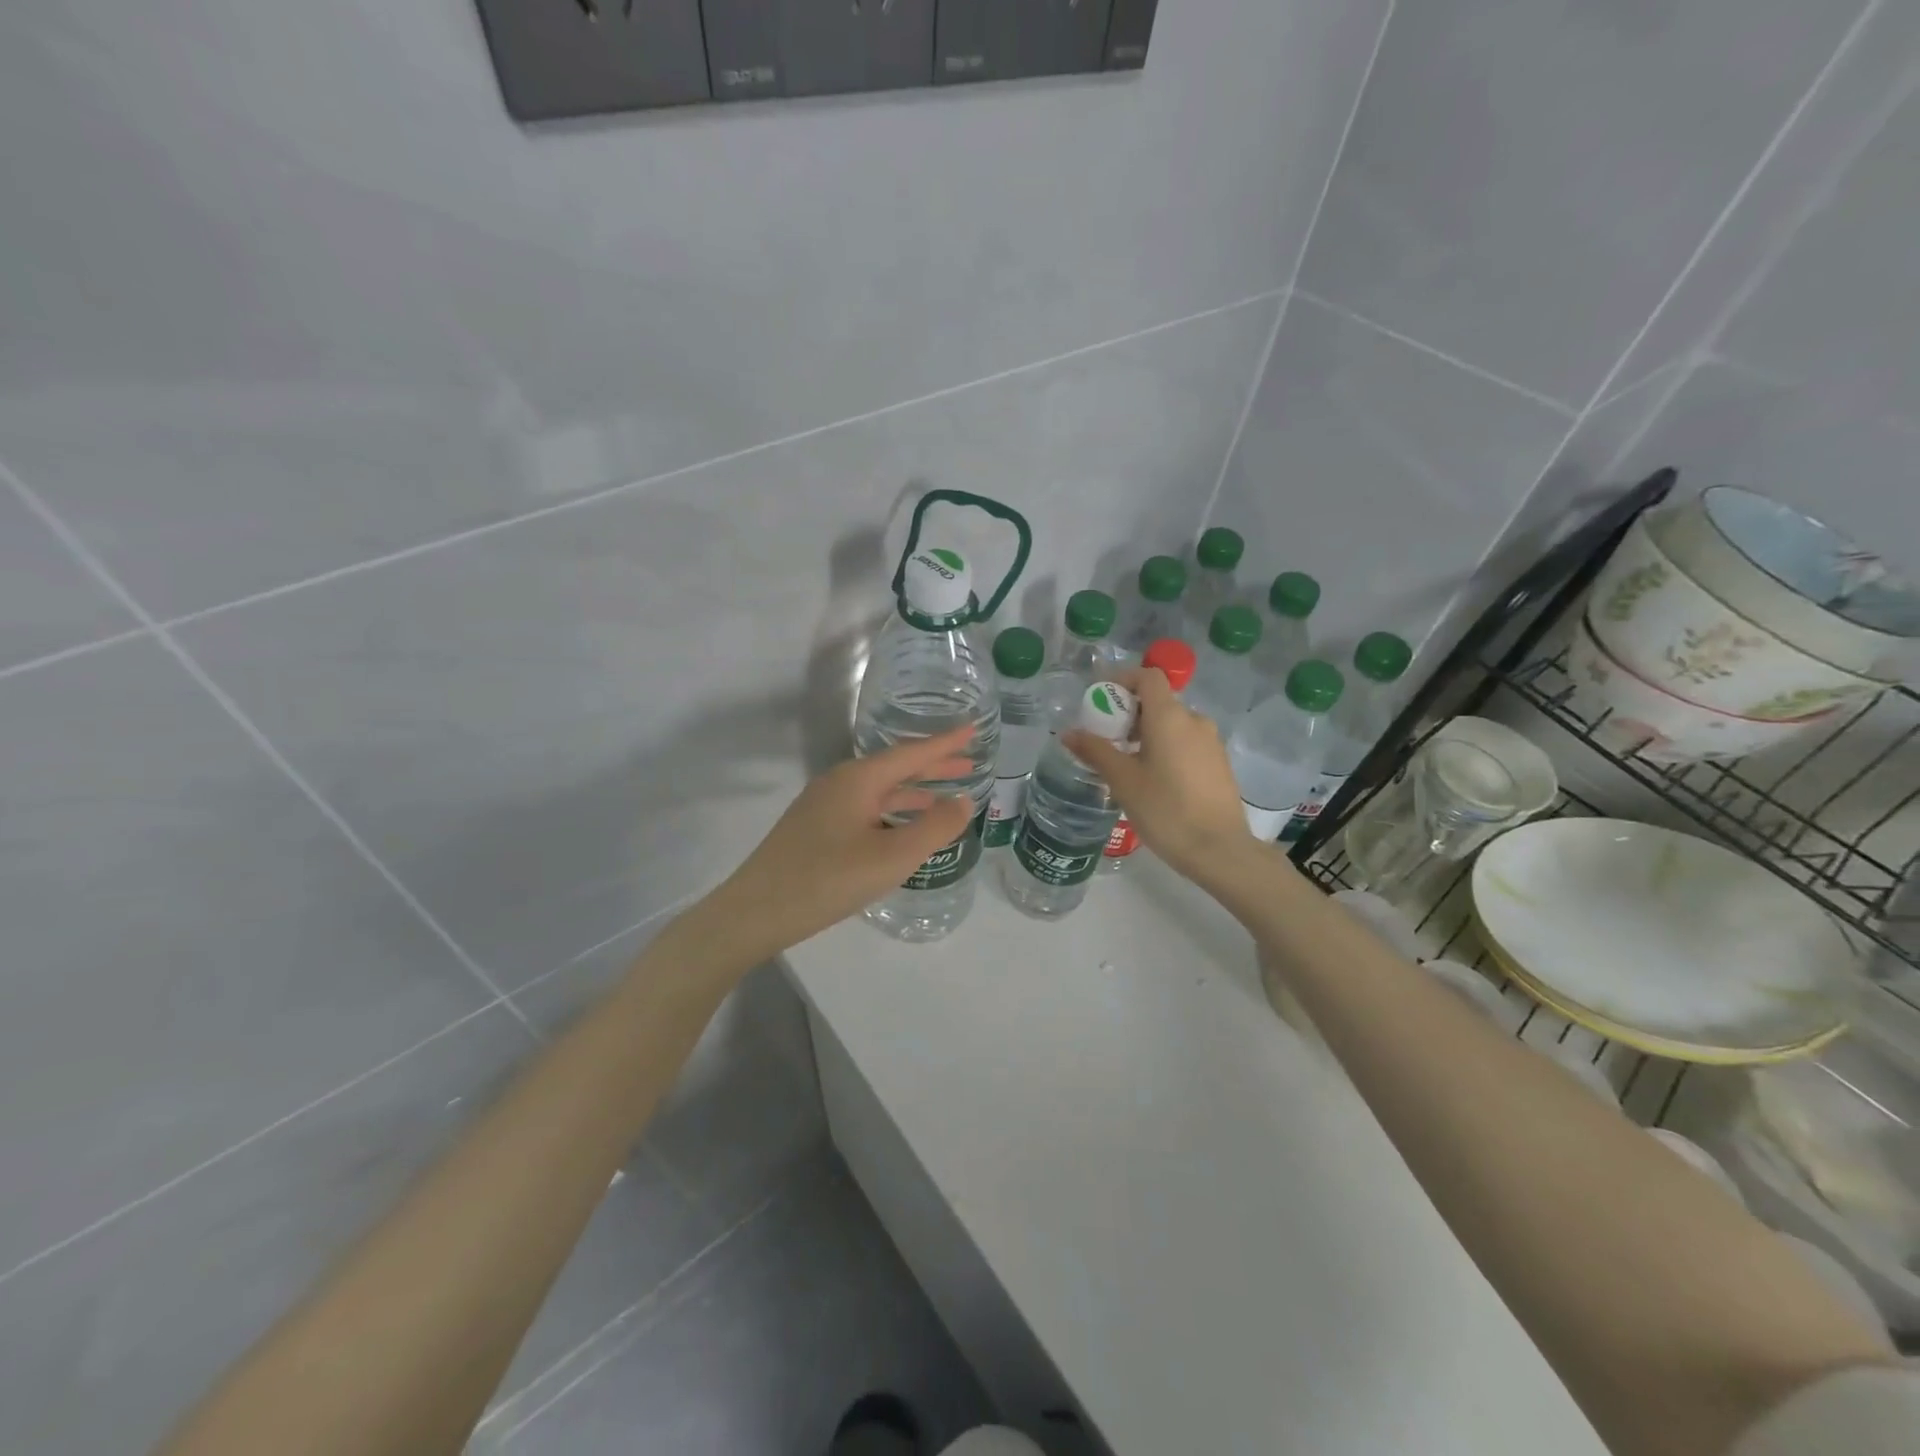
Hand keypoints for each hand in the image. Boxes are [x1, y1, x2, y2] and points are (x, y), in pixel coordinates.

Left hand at [696, 727, 976, 963]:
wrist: (754, 913)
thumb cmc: (828, 880)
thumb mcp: (892, 857)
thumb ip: (934, 828)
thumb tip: (963, 801)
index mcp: (858, 779)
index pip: (912, 753)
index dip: (945, 743)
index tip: (973, 729)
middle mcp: (840, 783)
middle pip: (895, 768)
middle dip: (932, 766)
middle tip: (969, 765)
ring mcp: (823, 805)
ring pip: (878, 790)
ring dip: (912, 791)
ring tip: (943, 796)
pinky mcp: (814, 829)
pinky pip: (864, 808)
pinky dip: (891, 811)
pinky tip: (901, 829)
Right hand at [1063, 667, 1261, 889]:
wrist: (1219, 850)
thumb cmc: (1165, 809)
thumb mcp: (1123, 780)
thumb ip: (1095, 751)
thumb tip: (1068, 733)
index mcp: (1170, 717)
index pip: (1148, 677)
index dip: (1123, 680)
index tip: (1101, 701)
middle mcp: (1194, 720)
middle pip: (1158, 701)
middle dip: (1129, 713)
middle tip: (1106, 739)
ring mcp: (1211, 742)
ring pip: (1173, 724)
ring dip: (1147, 733)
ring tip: (1127, 764)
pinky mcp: (1219, 763)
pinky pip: (1186, 742)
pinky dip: (1166, 748)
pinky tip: (1154, 780)